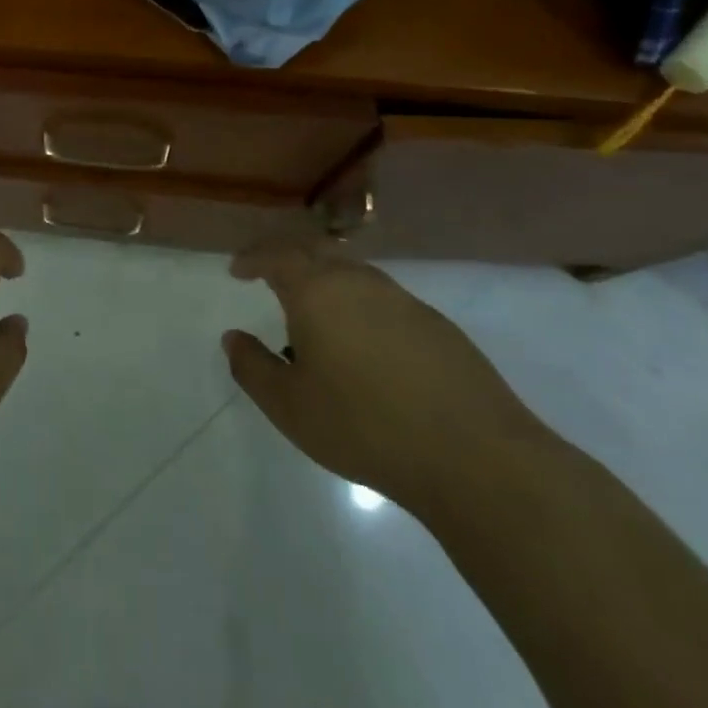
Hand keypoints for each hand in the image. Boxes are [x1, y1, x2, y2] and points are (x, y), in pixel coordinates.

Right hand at [224, 249, 547, 510]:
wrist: (475, 457)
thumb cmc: (365, 427)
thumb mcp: (290, 407)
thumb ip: (253, 368)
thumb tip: (233, 338)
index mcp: (317, 291)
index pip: (275, 256)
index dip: (252, 259)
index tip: (237, 270)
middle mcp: (358, 281)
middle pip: (315, 251)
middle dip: (288, 258)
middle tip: (271, 276)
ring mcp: (402, 299)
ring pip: (353, 272)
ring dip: (326, 281)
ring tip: (316, 316)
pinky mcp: (436, 324)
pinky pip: (383, 298)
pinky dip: (360, 305)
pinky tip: (365, 346)